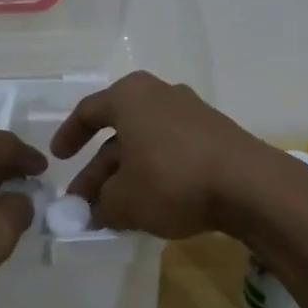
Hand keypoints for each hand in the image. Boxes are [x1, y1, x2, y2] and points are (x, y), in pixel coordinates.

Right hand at [49, 71, 283, 237]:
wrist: (249, 185)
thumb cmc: (172, 179)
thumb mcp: (124, 200)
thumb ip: (101, 205)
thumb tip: (96, 211)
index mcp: (131, 96)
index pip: (89, 111)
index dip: (69, 135)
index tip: (58, 158)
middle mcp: (160, 95)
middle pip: (118, 133)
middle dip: (98, 170)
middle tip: (84, 203)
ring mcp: (192, 113)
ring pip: (146, 145)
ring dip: (126, 176)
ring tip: (114, 212)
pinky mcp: (215, 135)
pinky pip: (172, 152)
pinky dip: (155, 175)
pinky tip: (150, 206)